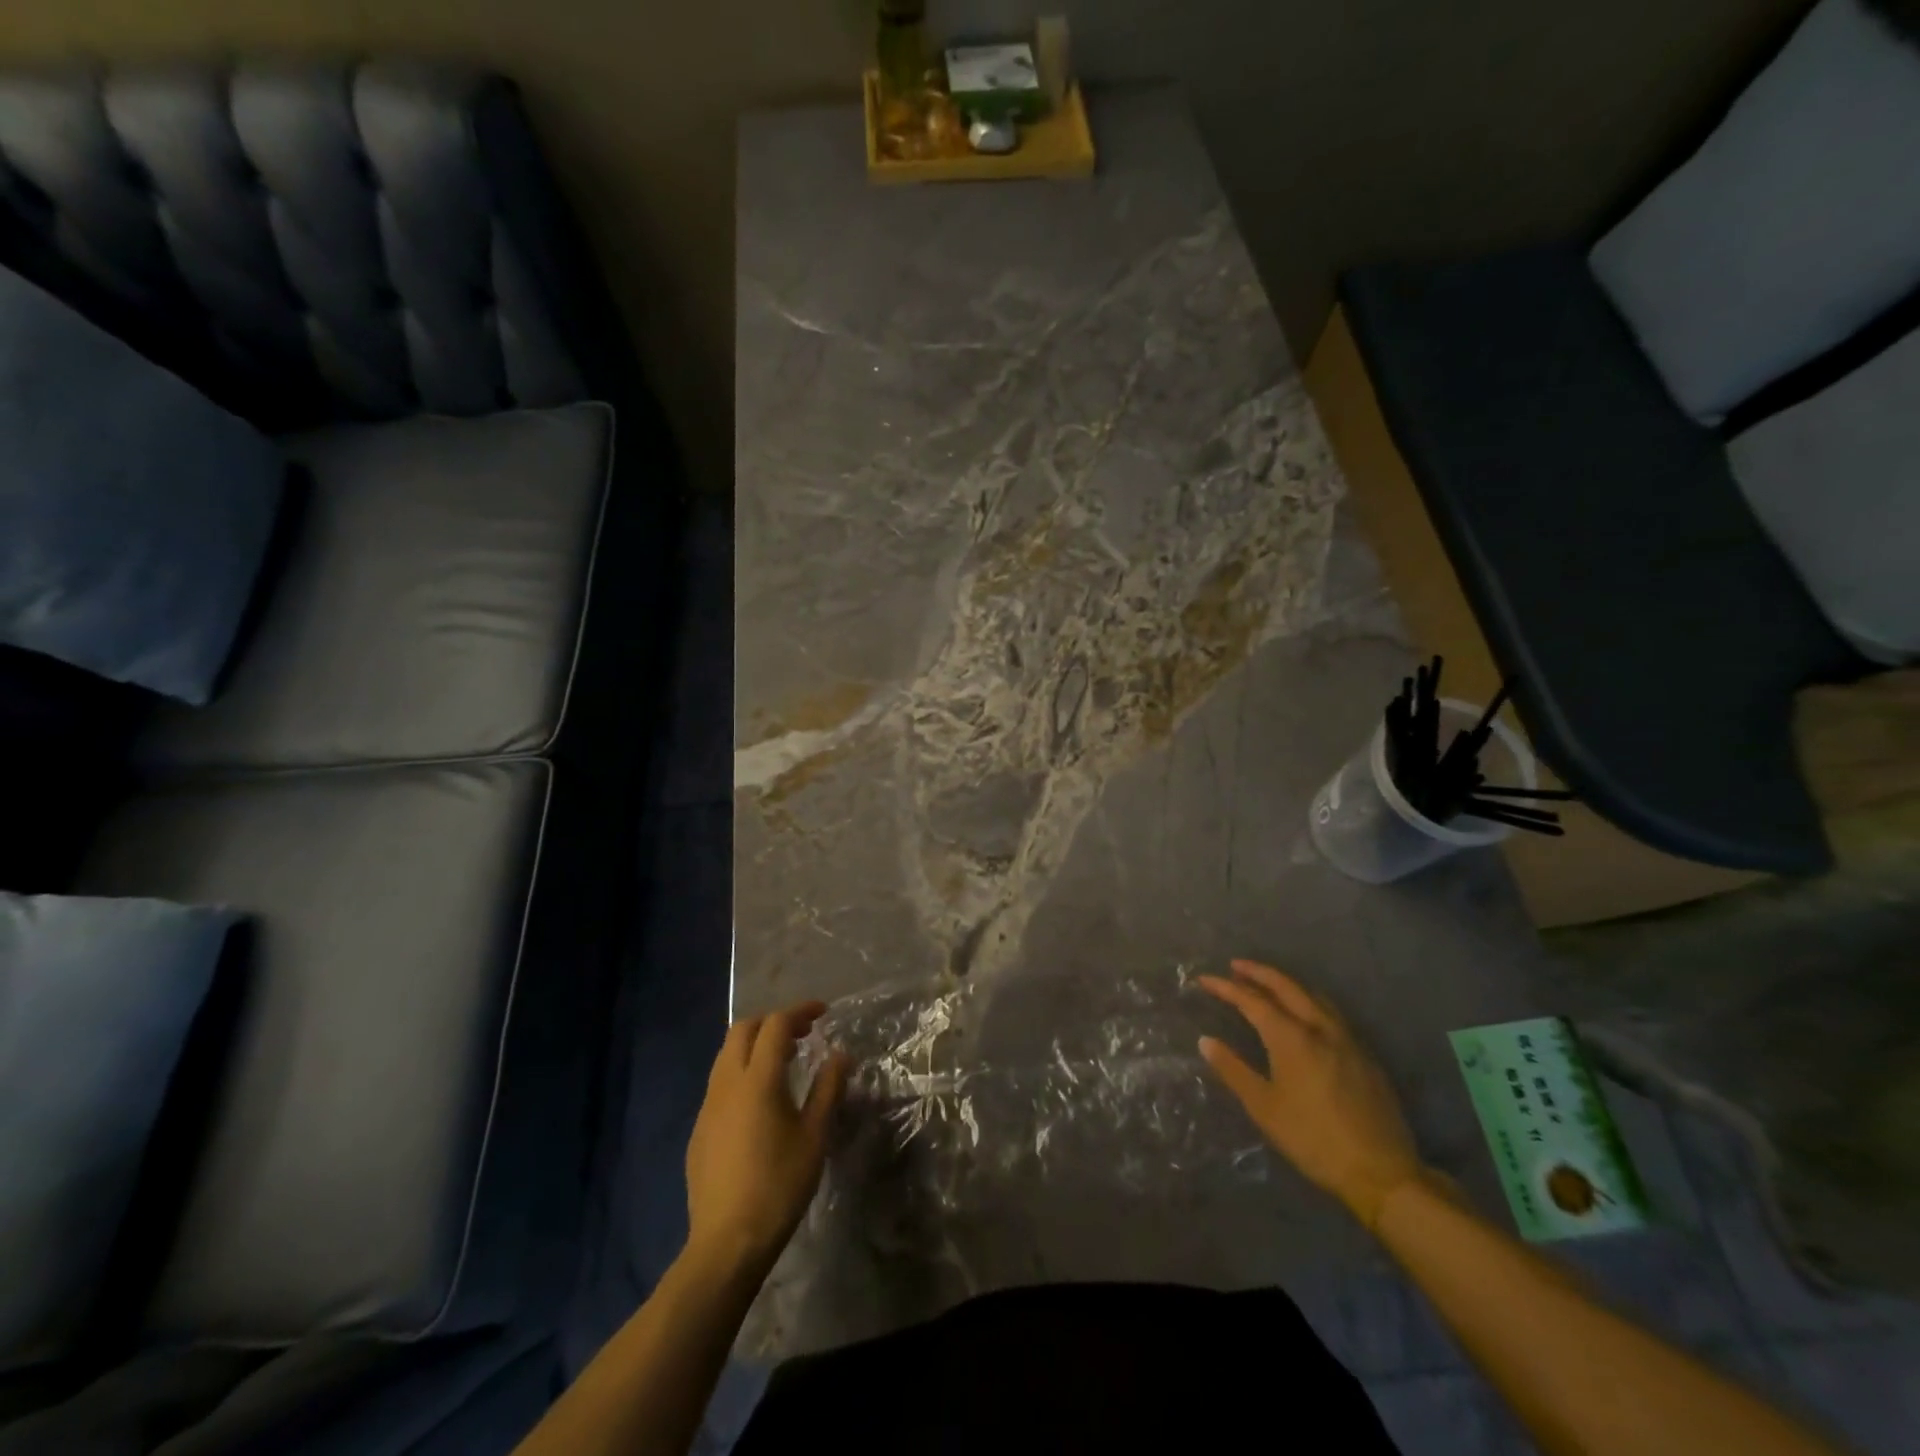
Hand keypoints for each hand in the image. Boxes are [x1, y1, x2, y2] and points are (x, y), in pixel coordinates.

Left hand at [684, 1001, 849, 1277]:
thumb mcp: (814, 1136)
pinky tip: (761, 1099)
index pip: (775, 1025)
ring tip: (785, 1060)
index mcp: (757, 1080)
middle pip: (743, 1030)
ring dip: (755, 1044)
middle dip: (773, 1021)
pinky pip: (720, 1082)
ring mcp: (708, 1106)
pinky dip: (742, 1070)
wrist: (727, 1242)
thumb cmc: (779, 1185)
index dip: (800, 1011)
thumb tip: (840, 1055)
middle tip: (802, 1032)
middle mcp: (727, 1083)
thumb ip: (828, 1089)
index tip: (823, 1013)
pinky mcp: (699, 1129)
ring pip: (727, 1054)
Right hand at [1197, 960, 1424, 1229]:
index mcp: (1292, 1037)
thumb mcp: (1264, 1108)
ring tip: (1268, 984)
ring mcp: (1347, 1038)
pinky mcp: (1364, 1054)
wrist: (1381, 1172)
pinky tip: (1305, 1013)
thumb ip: (1233, 1070)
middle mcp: (1320, 1027)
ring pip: (1313, 995)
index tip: (1204, 979)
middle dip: (1258, 972)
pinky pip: (1331, 1012)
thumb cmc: (1313, 1139)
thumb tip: (1205, 1041)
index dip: (1226, 987)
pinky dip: (1309, 1000)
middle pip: (1286, 986)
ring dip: (1286, 983)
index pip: (1252, 1000)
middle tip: (1235, 966)